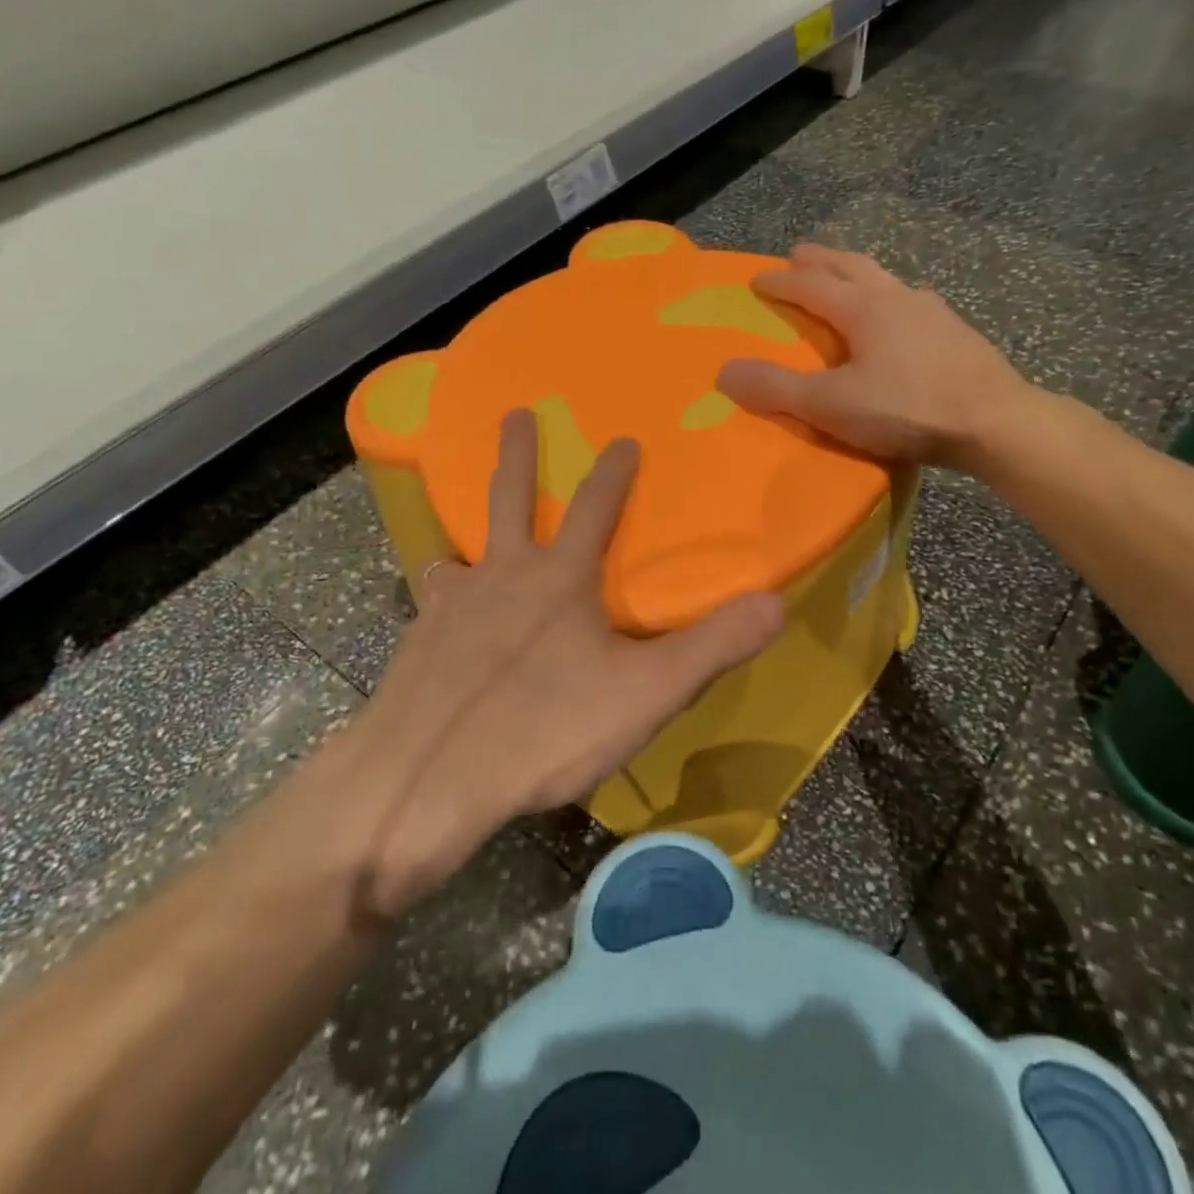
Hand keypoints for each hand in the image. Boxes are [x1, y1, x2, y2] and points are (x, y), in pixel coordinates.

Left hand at [345, 410, 784, 909]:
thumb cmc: (545, 730)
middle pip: (508, 499)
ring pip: (461, 558)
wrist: (427, 780)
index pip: (594, 508)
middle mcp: (501, 576)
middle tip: (515, 412)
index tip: (622, 439)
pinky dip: (444, 608)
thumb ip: (712, 647)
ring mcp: (450, 607)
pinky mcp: (416, 645)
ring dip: (468, 543)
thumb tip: (776, 603)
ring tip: (463, 552)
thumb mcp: (645, 693)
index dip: (613, 473)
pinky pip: (434, 610)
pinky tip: (441, 630)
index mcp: (559, 579)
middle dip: (517, 454)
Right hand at [715, 244, 1041, 469]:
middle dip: (821, 259)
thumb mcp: (831, 405)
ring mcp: (933, 312)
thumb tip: (724, 371)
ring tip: (847, 280)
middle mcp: (898, 297)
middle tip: (799, 253)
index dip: (780, 281)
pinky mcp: (956, 333)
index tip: (757, 279)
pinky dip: (889, 299)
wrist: (995, 423)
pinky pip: (911, 303)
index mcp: (864, 308)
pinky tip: (898, 319)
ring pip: (886, 279)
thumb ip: (777, 389)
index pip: (811, 285)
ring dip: (858, 273)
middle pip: (852, 266)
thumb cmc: (907, 409)